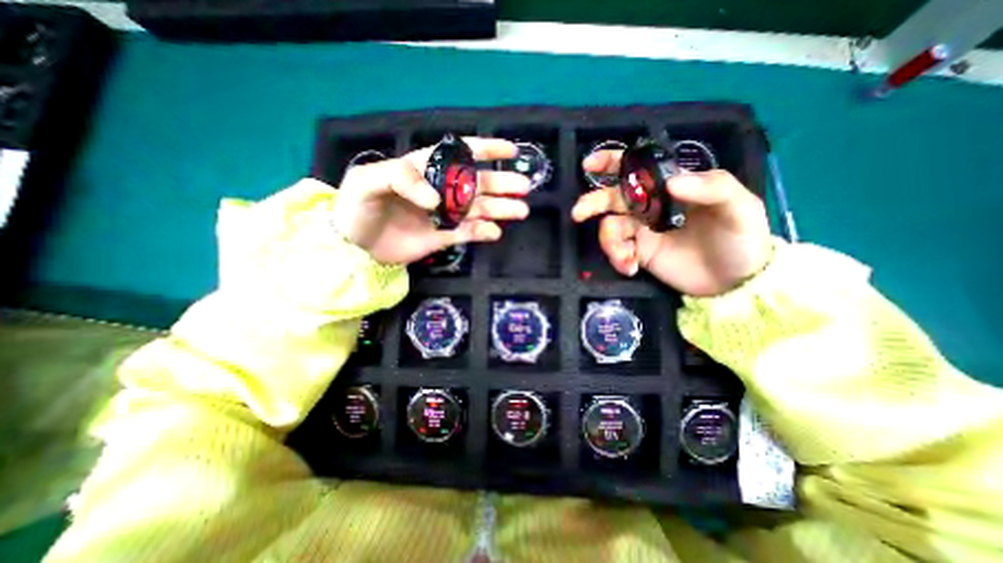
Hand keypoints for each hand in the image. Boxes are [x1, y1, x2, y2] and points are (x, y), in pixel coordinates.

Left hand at [332, 138, 531, 266]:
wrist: (353, 246)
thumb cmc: (357, 207)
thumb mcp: (368, 181)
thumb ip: (400, 178)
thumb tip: (435, 200)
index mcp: (426, 169)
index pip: (460, 154)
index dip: (486, 150)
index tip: (510, 151)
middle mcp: (441, 190)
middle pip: (478, 183)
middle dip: (502, 183)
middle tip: (524, 187)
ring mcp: (444, 215)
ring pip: (479, 209)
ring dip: (501, 209)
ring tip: (520, 210)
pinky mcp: (443, 236)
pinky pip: (469, 233)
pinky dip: (483, 232)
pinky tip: (494, 232)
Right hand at [567, 149, 768, 298]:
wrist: (736, 282)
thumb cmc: (741, 238)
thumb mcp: (740, 207)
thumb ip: (711, 187)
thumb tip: (670, 182)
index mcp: (671, 187)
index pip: (638, 168)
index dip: (612, 163)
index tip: (591, 164)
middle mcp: (651, 206)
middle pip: (613, 198)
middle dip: (593, 202)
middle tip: (579, 213)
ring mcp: (643, 231)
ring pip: (611, 228)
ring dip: (610, 242)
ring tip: (626, 258)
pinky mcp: (639, 254)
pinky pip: (618, 251)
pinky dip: (618, 259)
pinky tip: (630, 268)